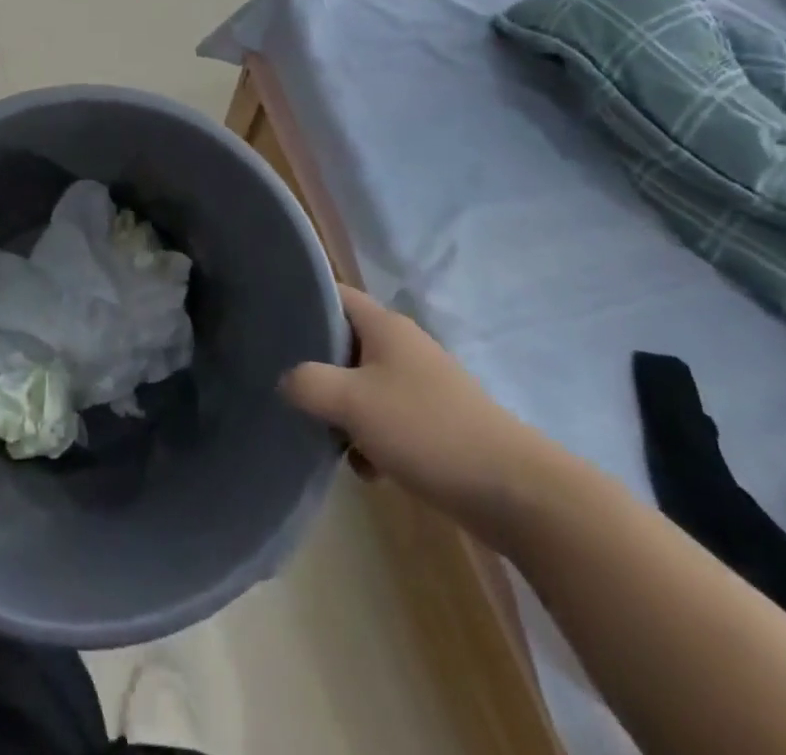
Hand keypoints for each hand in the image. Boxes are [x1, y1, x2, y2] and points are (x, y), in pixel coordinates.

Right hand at [280, 285, 546, 537]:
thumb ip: (307, 383)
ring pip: (363, 384)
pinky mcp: (435, 421)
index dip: (302, 300)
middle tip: (288, 387)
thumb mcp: (352, 402)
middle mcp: (403, 346)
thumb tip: (285, 381)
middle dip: (316, 366)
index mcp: (385, 325)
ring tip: (328, 437)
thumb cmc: (426, 430)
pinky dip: (371, 436)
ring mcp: (422, 384)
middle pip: (344, 342)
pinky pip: (386, 416)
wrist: (514, 492)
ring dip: (343, 409)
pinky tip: (367, 467)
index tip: (271, 322)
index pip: (334, 294)